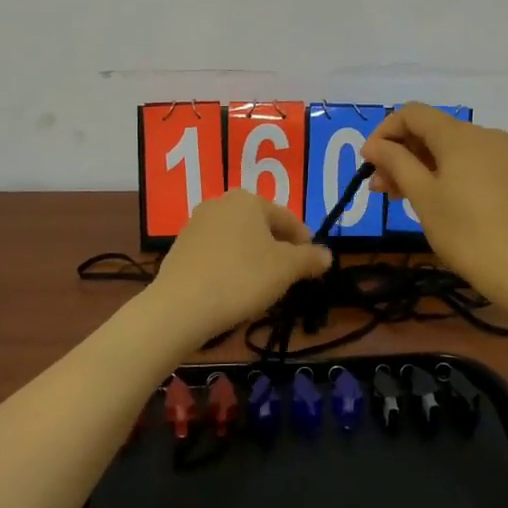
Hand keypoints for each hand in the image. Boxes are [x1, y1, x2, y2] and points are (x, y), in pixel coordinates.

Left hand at [150, 190, 331, 342]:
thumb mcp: (286, 269)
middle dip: (278, 248)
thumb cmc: (242, 278)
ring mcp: (196, 224)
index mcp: (248, 200)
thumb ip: (309, 259)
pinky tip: (234, 288)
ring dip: (254, 257)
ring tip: (263, 285)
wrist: (181, 307)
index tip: (313, 264)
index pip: (287, 218)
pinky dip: (230, 265)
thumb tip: (326, 255)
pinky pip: (217, 253)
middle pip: (261, 226)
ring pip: (238, 239)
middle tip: (289, 275)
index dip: (305, 242)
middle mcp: (220, 203)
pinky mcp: (180, 248)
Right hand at [363, 104, 507, 301]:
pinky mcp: (507, 175)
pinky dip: (441, 174)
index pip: (412, 113)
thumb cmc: (465, 231)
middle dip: (399, 153)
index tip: (368, 163)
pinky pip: (465, 163)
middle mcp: (482, 135)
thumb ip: (395, 163)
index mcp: (459, 134)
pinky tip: (429, 200)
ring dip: (417, 166)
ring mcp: (499, 155)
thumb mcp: (422, 195)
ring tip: (397, 198)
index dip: (384, 132)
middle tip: (379, 188)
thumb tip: (374, 145)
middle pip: (430, 130)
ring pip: (447, 149)